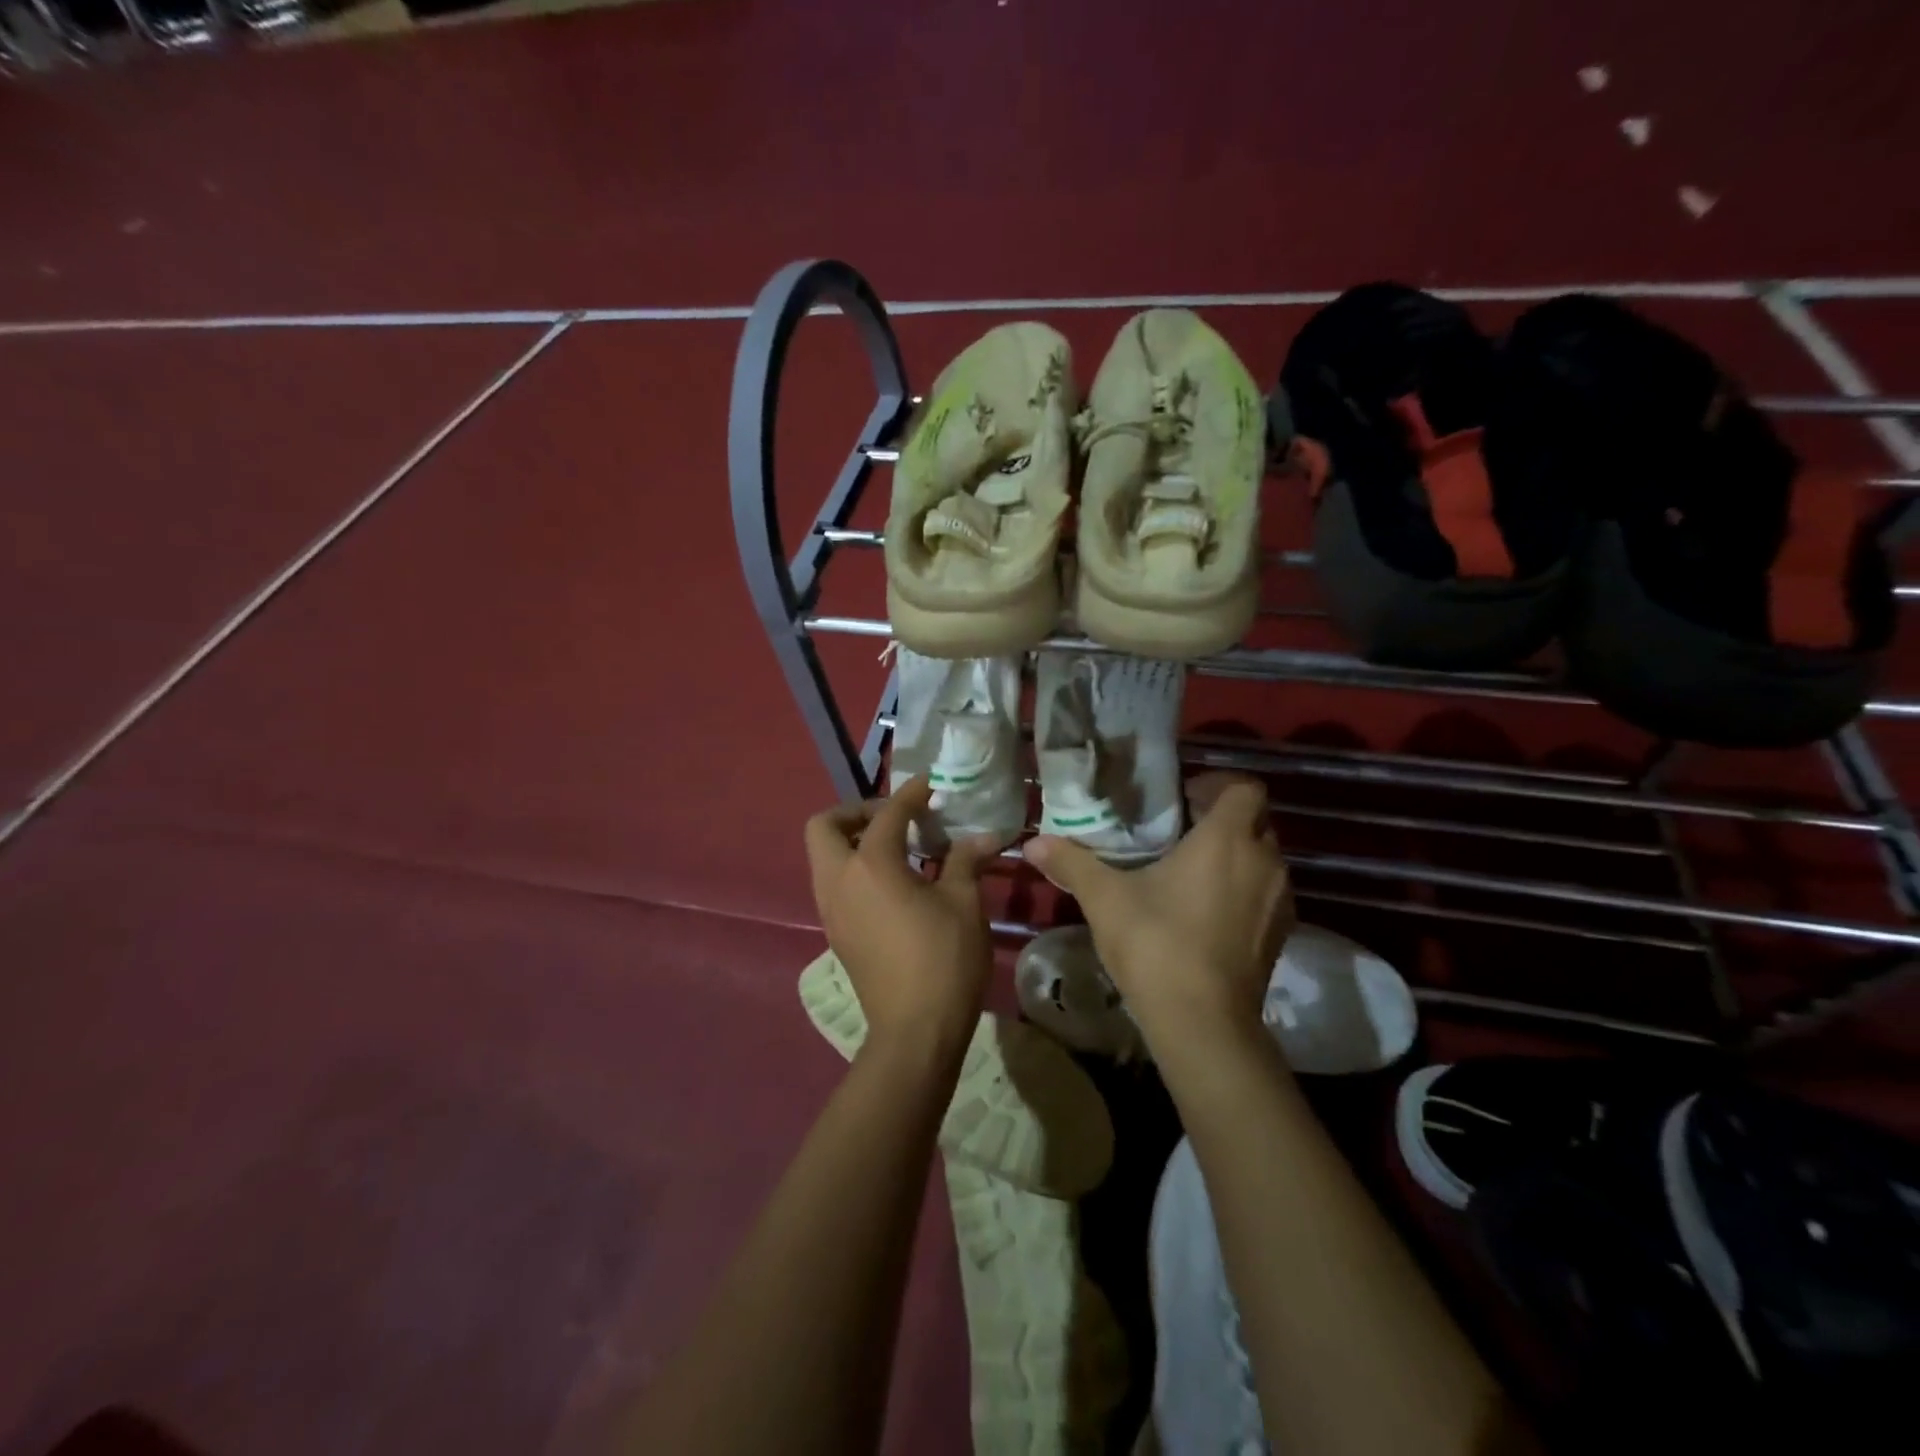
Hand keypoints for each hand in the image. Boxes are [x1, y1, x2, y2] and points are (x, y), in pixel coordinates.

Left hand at [804, 774, 1010, 1054]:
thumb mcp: (963, 903)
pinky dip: (854, 868)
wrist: (915, 1031)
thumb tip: (983, 836)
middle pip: (824, 827)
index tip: (929, 786)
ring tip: (898, 848)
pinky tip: (893, 882)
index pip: (888, 814)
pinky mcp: (836, 932)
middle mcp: (839, 880)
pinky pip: (834, 883)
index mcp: (870, 865)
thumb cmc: (943, 960)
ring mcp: (831, 909)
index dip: (911, 794)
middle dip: (857, 812)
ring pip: (824, 857)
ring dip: (853, 841)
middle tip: (895, 819)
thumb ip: (965, 861)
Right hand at [1024, 774, 1293, 1053]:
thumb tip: (1032, 842)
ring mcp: (1280, 900)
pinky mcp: (1282, 934)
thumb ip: (1071, 862)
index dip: (1216, 784)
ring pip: (1263, 858)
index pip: (1244, 787)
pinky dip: (1244, 890)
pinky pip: (1266, 893)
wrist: (1204, 1024)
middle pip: (1255, 820)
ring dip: (1235, 856)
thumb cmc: (1157, 945)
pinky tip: (1206, 912)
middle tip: (1178, 832)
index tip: (1182, 799)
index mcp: (1227, 839)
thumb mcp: (1105, 899)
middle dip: (1222, 820)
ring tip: (1191, 872)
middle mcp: (1264, 861)